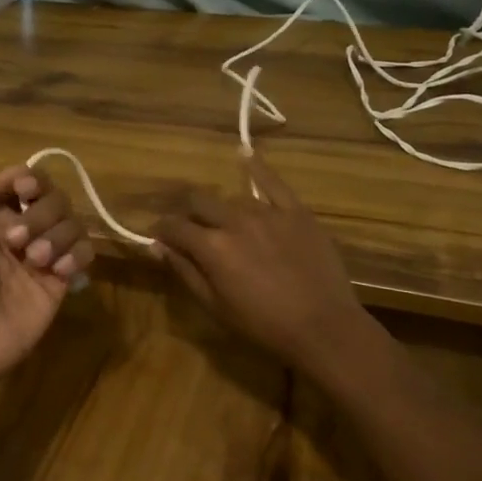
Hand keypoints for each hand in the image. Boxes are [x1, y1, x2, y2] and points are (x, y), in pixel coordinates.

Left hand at [0, 165, 96, 382]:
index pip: (27, 181)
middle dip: (40, 213)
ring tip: (35, 261)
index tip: (24, 191)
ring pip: (73, 222)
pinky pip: (86, 251)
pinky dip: (76, 255)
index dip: (32, 180)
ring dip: (56, 236)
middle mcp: (23, 228)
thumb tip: (15, 174)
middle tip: (16, 241)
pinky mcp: (63, 278)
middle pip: (55, 197)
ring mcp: (45, 253)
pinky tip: (58, 271)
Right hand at [152, 153, 370, 369]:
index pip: (175, 226)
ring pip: (232, 199)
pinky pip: (273, 183)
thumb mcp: (215, 306)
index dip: (162, 229)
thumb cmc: (263, 325)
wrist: (323, 326)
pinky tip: (246, 154)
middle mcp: (235, 221)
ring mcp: (268, 213)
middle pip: (199, 202)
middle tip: (189, 228)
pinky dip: (257, 168)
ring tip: (224, 223)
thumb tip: (158, 246)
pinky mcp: (296, 212)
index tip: (158, 236)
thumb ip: (185, 271)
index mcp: (212, 247)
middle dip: (187, 213)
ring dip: (221, 210)